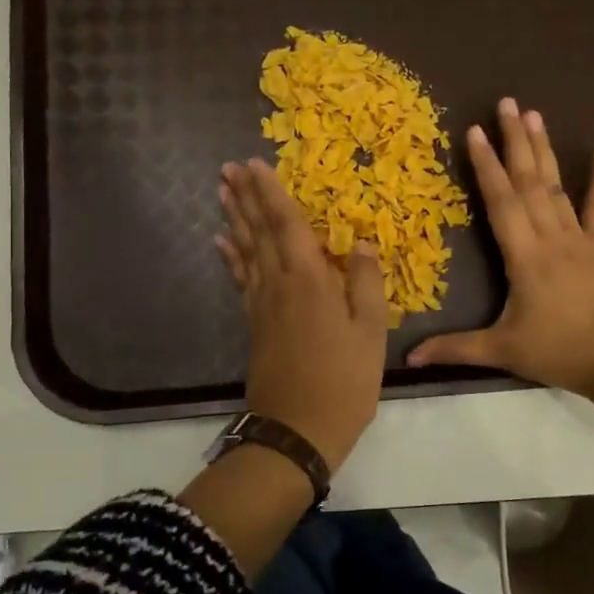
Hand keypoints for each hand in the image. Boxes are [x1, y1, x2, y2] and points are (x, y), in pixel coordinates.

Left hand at [216, 158, 388, 469]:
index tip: (255, 163)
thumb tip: (360, 242)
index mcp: (309, 279)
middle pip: (258, 231)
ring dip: (235, 219)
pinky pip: (240, 279)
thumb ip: (365, 283)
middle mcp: (279, 283)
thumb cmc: (344, 380)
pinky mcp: (254, 324)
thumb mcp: (371, 332)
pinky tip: (222, 243)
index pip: (287, 224)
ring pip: (245, 250)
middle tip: (229, 168)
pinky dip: (231, 257)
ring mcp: (262, 304)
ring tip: (223, 192)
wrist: (297, 430)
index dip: (272, 192)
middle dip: (246, 197)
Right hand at [408, 98, 593, 399]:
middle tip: (507, 103)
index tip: (475, 131)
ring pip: (558, 187)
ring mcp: (581, 239)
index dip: (486, 166)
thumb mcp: (503, 351)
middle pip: (530, 182)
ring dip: (545, 150)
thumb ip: (456, 349)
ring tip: (535, 115)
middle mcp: (551, 237)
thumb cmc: (562, 352)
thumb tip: (408, 358)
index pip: (501, 202)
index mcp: (525, 256)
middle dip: (515, 142)